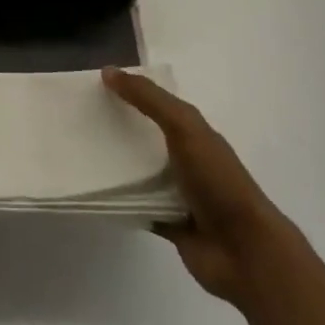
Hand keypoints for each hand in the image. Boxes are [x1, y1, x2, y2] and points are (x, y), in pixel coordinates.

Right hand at [103, 67, 293, 308]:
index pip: (157, 103)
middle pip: (146, 137)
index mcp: (193, 132)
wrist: (245, 252)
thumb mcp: (184, 127)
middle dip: (118, 127)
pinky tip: (94, 192)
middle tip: (80, 118)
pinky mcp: (169, 224)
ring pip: (140, 173)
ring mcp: (179, 194)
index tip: (96, 85)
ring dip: (117, 165)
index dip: (131, 92)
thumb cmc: (218, 181)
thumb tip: (109, 71)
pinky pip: (138, 206)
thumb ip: (149, 99)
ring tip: (80, 152)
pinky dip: (121, 201)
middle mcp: (186, 158)